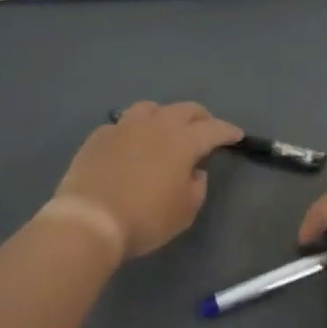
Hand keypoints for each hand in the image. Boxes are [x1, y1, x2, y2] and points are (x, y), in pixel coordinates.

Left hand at [50, 101, 242, 263]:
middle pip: (185, 109)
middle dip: (200, 117)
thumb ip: (196, 186)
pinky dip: (133, 130)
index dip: (228, 131)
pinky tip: (130, 144)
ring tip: (165, 129)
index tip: (236, 135)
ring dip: (164, 115)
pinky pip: (122, 124)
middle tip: (205, 128)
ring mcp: (125, 126)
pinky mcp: (99, 135)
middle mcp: (157, 124)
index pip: (214, 128)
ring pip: (151, 108)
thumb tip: (194, 171)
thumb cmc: (145, 218)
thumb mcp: (185, 211)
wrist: (89, 219)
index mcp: (184, 141)